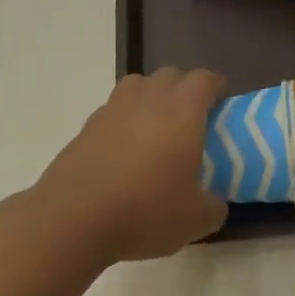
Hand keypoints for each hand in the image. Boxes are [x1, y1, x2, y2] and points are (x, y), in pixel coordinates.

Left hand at [32, 69, 228, 262]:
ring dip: (152, 96)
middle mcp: (147, 101)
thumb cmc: (145, 211)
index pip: (203, 79)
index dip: (216, 86)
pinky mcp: (86, 128)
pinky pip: (113, 110)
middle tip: (193, 116)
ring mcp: (112, 111)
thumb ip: (214, 206)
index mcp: (182, 113)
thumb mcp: (196, 220)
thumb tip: (215, 202)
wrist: (72, 219)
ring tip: (157, 126)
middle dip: (185, 88)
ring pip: (137, 85)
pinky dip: (125, 120)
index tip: (222, 101)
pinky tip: (126, 150)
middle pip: (170, 75)